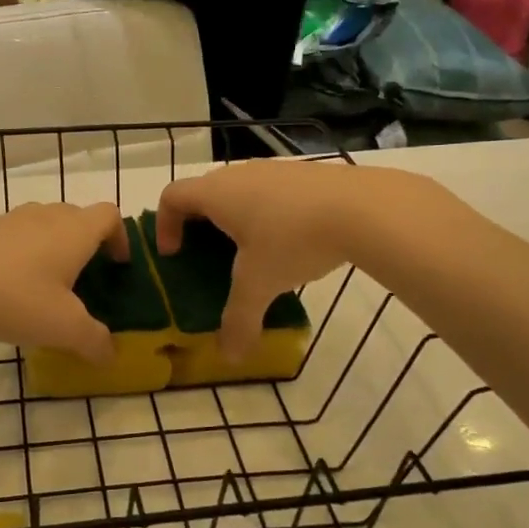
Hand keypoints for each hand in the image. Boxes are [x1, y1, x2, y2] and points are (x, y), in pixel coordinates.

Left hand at [0, 202, 128, 360]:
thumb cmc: (17, 298)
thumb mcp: (64, 328)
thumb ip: (94, 341)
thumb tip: (111, 355)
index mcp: (75, 231)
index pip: (110, 216)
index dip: (121, 237)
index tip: (118, 265)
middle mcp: (47, 216)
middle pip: (78, 217)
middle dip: (87, 244)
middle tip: (84, 279)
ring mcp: (12, 219)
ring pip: (45, 225)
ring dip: (53, 247)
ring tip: (46, 284)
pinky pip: (16, 235)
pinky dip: (23, 253)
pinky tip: (10, 286)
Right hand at [156, 162, 390, 359]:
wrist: (363, 208)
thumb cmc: (293, 239)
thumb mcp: (261, 285)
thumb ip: (239, 320)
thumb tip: (229, 358)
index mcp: (216, 193)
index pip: (172, 197)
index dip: (165, 225)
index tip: (174, 254)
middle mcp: (239, 174)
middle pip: (204, 192)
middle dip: (199, 224)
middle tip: (208, 256)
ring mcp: (274, 169)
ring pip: (240, 190)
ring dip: (236, 218)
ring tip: (253, 252)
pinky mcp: (305, 174)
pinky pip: (271, 192)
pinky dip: (268, 213)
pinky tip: (292, 241)